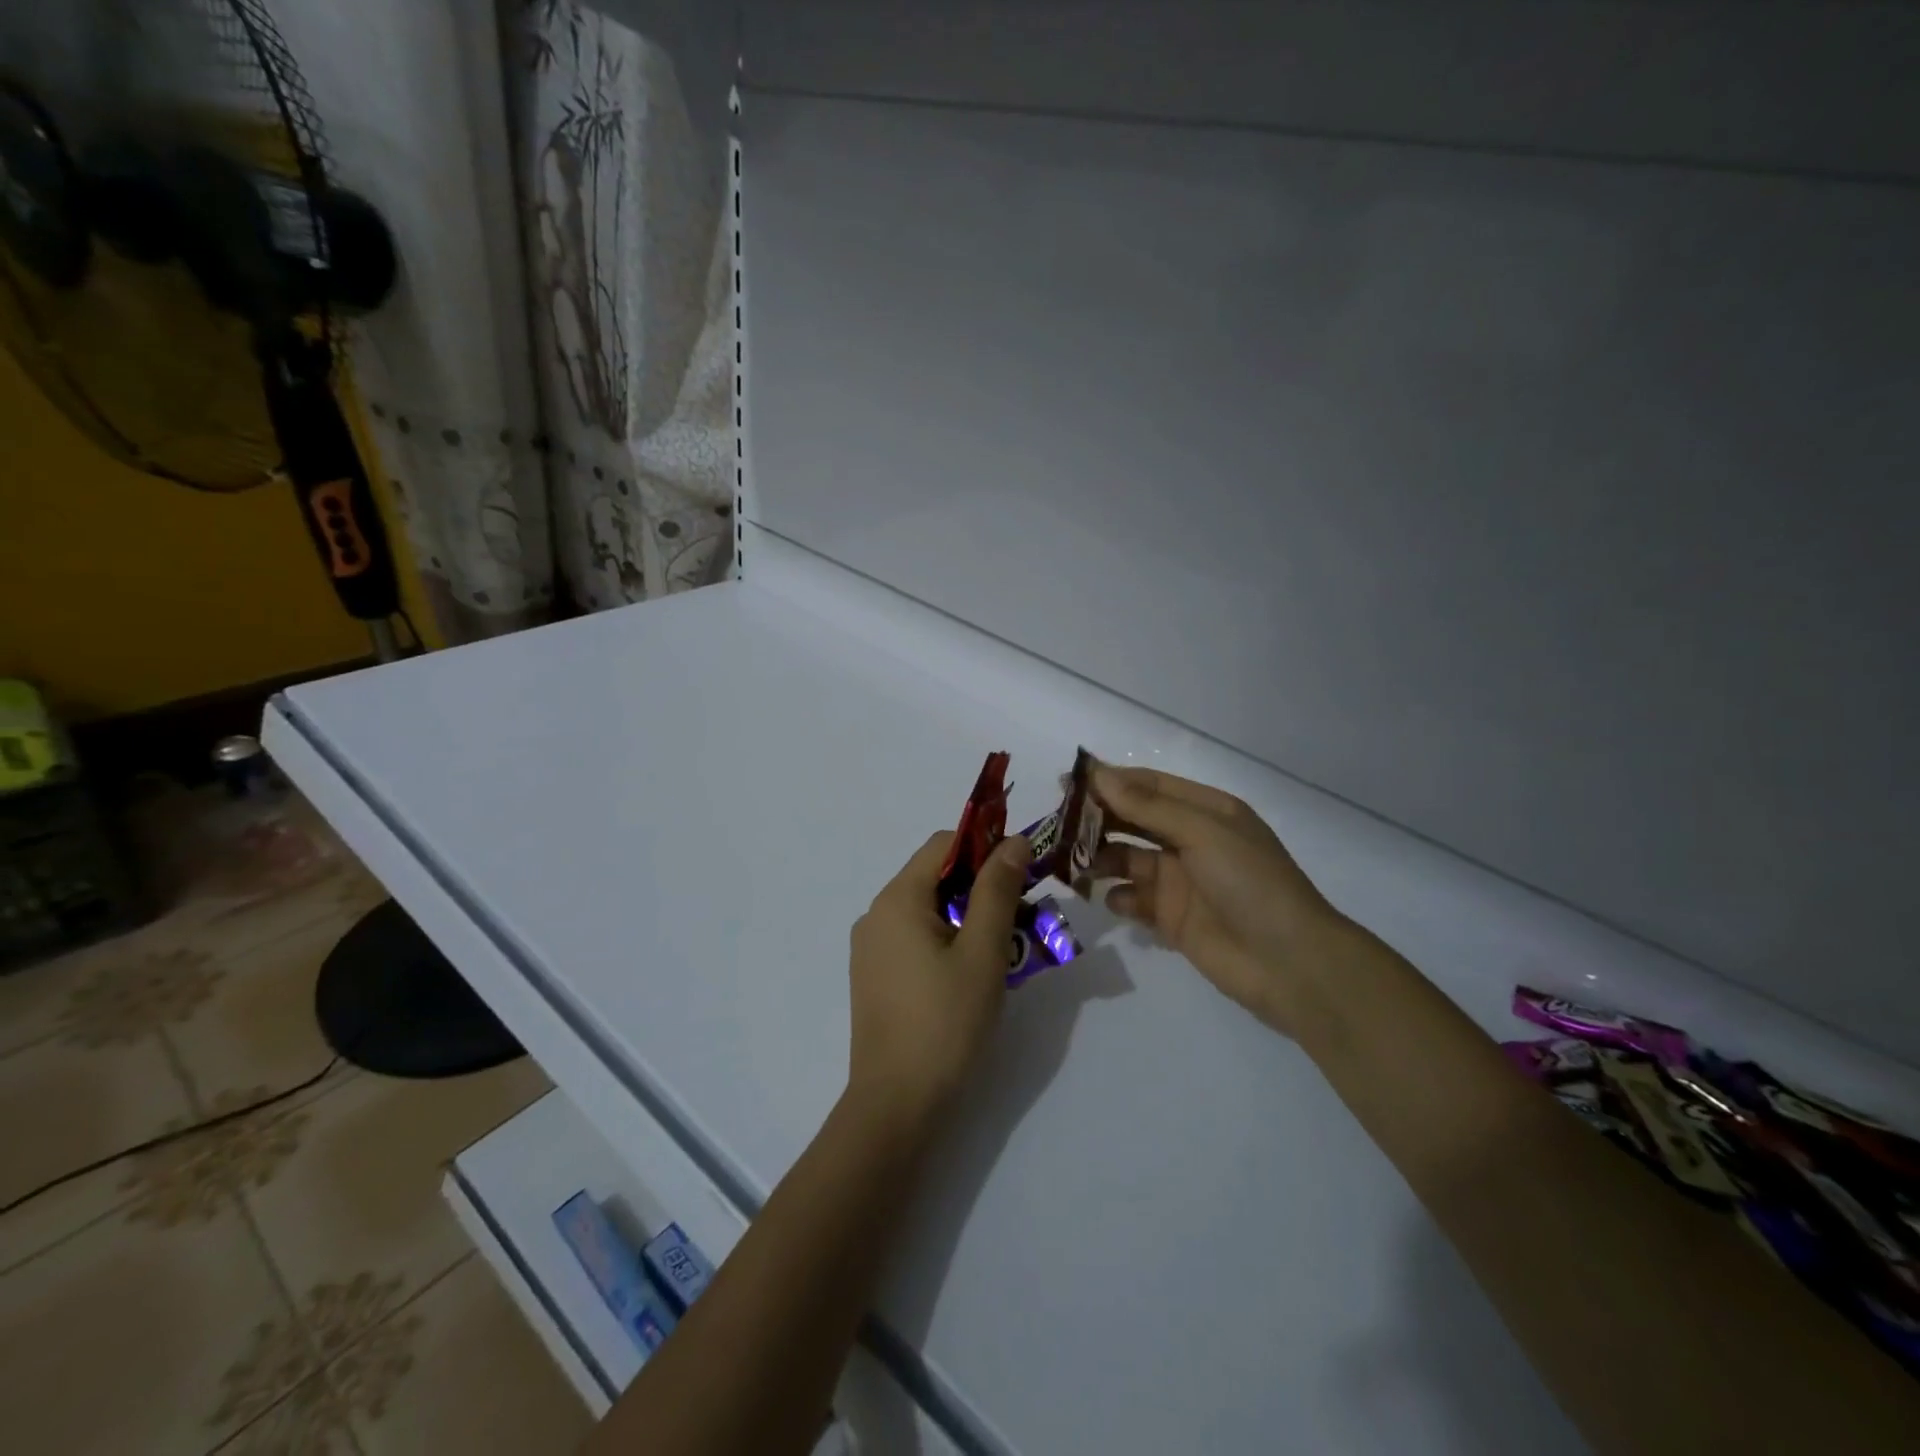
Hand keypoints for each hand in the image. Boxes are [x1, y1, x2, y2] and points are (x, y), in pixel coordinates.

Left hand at [846, 830, 1032, 1121]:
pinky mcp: (875, 976)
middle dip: (983, 887)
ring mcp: (871, 948)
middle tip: (1024, 918)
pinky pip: (916, 938)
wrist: (895, 1106)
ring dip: (970, 916)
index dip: (987, 848)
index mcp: (897, 898)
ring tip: (1007, 950)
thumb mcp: (983, 951)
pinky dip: (949, 940)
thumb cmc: (945, 1023)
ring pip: (929, 910)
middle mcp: (876, 914)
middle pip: (936, 876)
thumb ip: (998, 890)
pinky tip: (974, 973)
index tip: (1024, 873)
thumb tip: (1012, 841)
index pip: (944, 843)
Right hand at [1090, 763, 1349, 1035]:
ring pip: (1126, 859)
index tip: (1066, 782)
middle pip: (1132, 820)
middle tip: (1057, 824)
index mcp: (1205, 811)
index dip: (1109, 781)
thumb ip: (1147, 806)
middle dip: (1097, 820)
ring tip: (1072, 864)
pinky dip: (1118, 897)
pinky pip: (1133, 899)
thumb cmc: (1250, 883)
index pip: (1148, 786)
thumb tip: (1099, 773)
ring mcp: (1179, 880)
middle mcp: (1189, 840)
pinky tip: (1113, 900)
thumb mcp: (1202, 832)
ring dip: (1099, 858)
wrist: (1290, 963)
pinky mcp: (1170, 918)